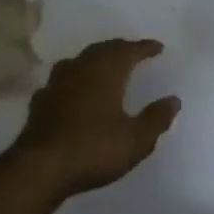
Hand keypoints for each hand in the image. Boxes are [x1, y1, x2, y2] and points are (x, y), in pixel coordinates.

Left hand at [7, 39, 181, 198]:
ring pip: (80, 60)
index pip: (129, 50)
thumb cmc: (93, 149)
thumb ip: (156, 118)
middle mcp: (81, 68)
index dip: (144, 47)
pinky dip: (75, 79)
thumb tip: (173, 100)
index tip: (158, 47)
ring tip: (106, 65)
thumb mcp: (135, 139)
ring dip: (96, 59)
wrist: (40, 167)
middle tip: (133, 51)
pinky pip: (63, 79)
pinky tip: (75, 89)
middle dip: (120, 48)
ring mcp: (57, 82)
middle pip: (103, 49)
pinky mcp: (41, 100)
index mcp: (106, 72)